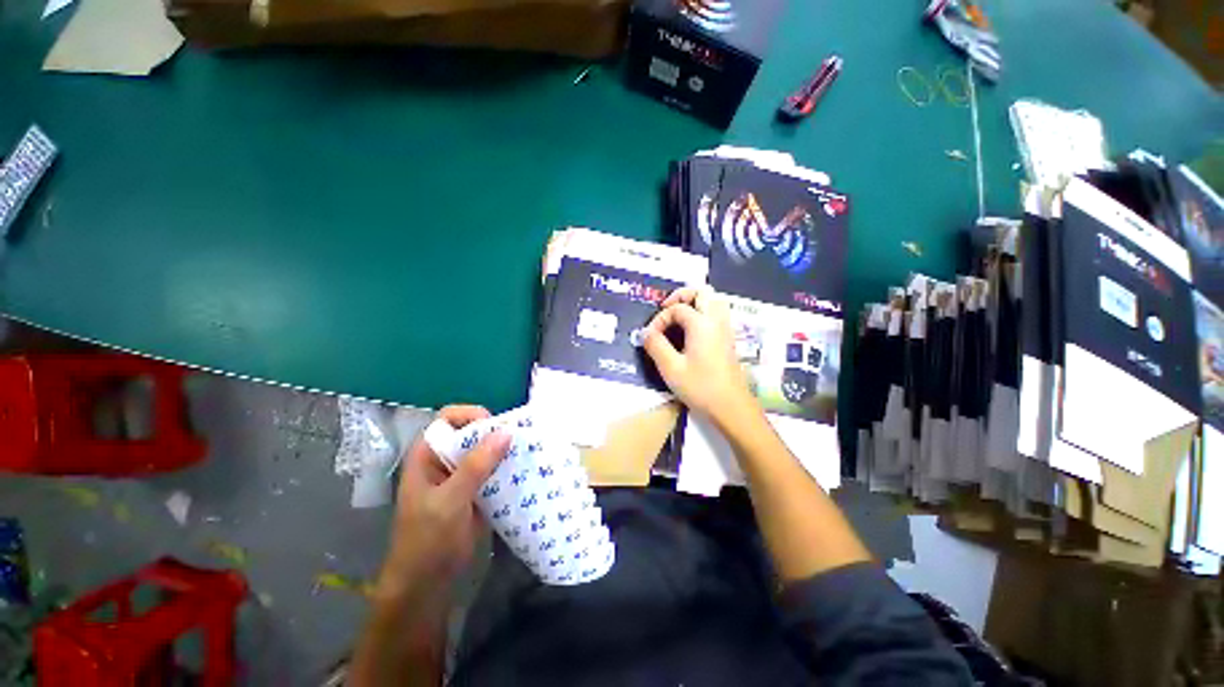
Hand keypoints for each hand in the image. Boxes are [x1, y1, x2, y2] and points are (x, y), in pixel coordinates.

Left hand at [376, 405, 510, 600]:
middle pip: (472, 432)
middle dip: (495, 433)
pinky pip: (494, 470)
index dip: (471, 415)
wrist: (426, 584)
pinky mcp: (476, 491)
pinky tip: (524, 471)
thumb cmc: (427, 540)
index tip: (495, 427)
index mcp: (428, 455)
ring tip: (528, 452)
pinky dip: (508, 468)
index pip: (448, 418)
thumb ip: (476, 465)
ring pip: (486, 451)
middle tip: (520, 439)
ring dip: (505, 450)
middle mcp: (445, 460)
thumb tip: (506, 431)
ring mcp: (461, 476)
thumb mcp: (450, 500)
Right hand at [643, 286, 756, 422]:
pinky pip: (717, 314)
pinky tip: (692, 331)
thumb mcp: (671, 368)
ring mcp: (725, 330)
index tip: (651, 336)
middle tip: (666, 308)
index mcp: (701, 324)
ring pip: (714, 301)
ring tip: (679, 317)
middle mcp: (716, 321)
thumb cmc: (700, 387)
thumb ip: (655, 345)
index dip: (660, 319)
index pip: (677, 308)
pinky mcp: (728, 340)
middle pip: (702, 292)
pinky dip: (703, 313)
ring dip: (695, 302)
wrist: (731, 407)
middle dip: (681, 296)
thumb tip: (645, 332)